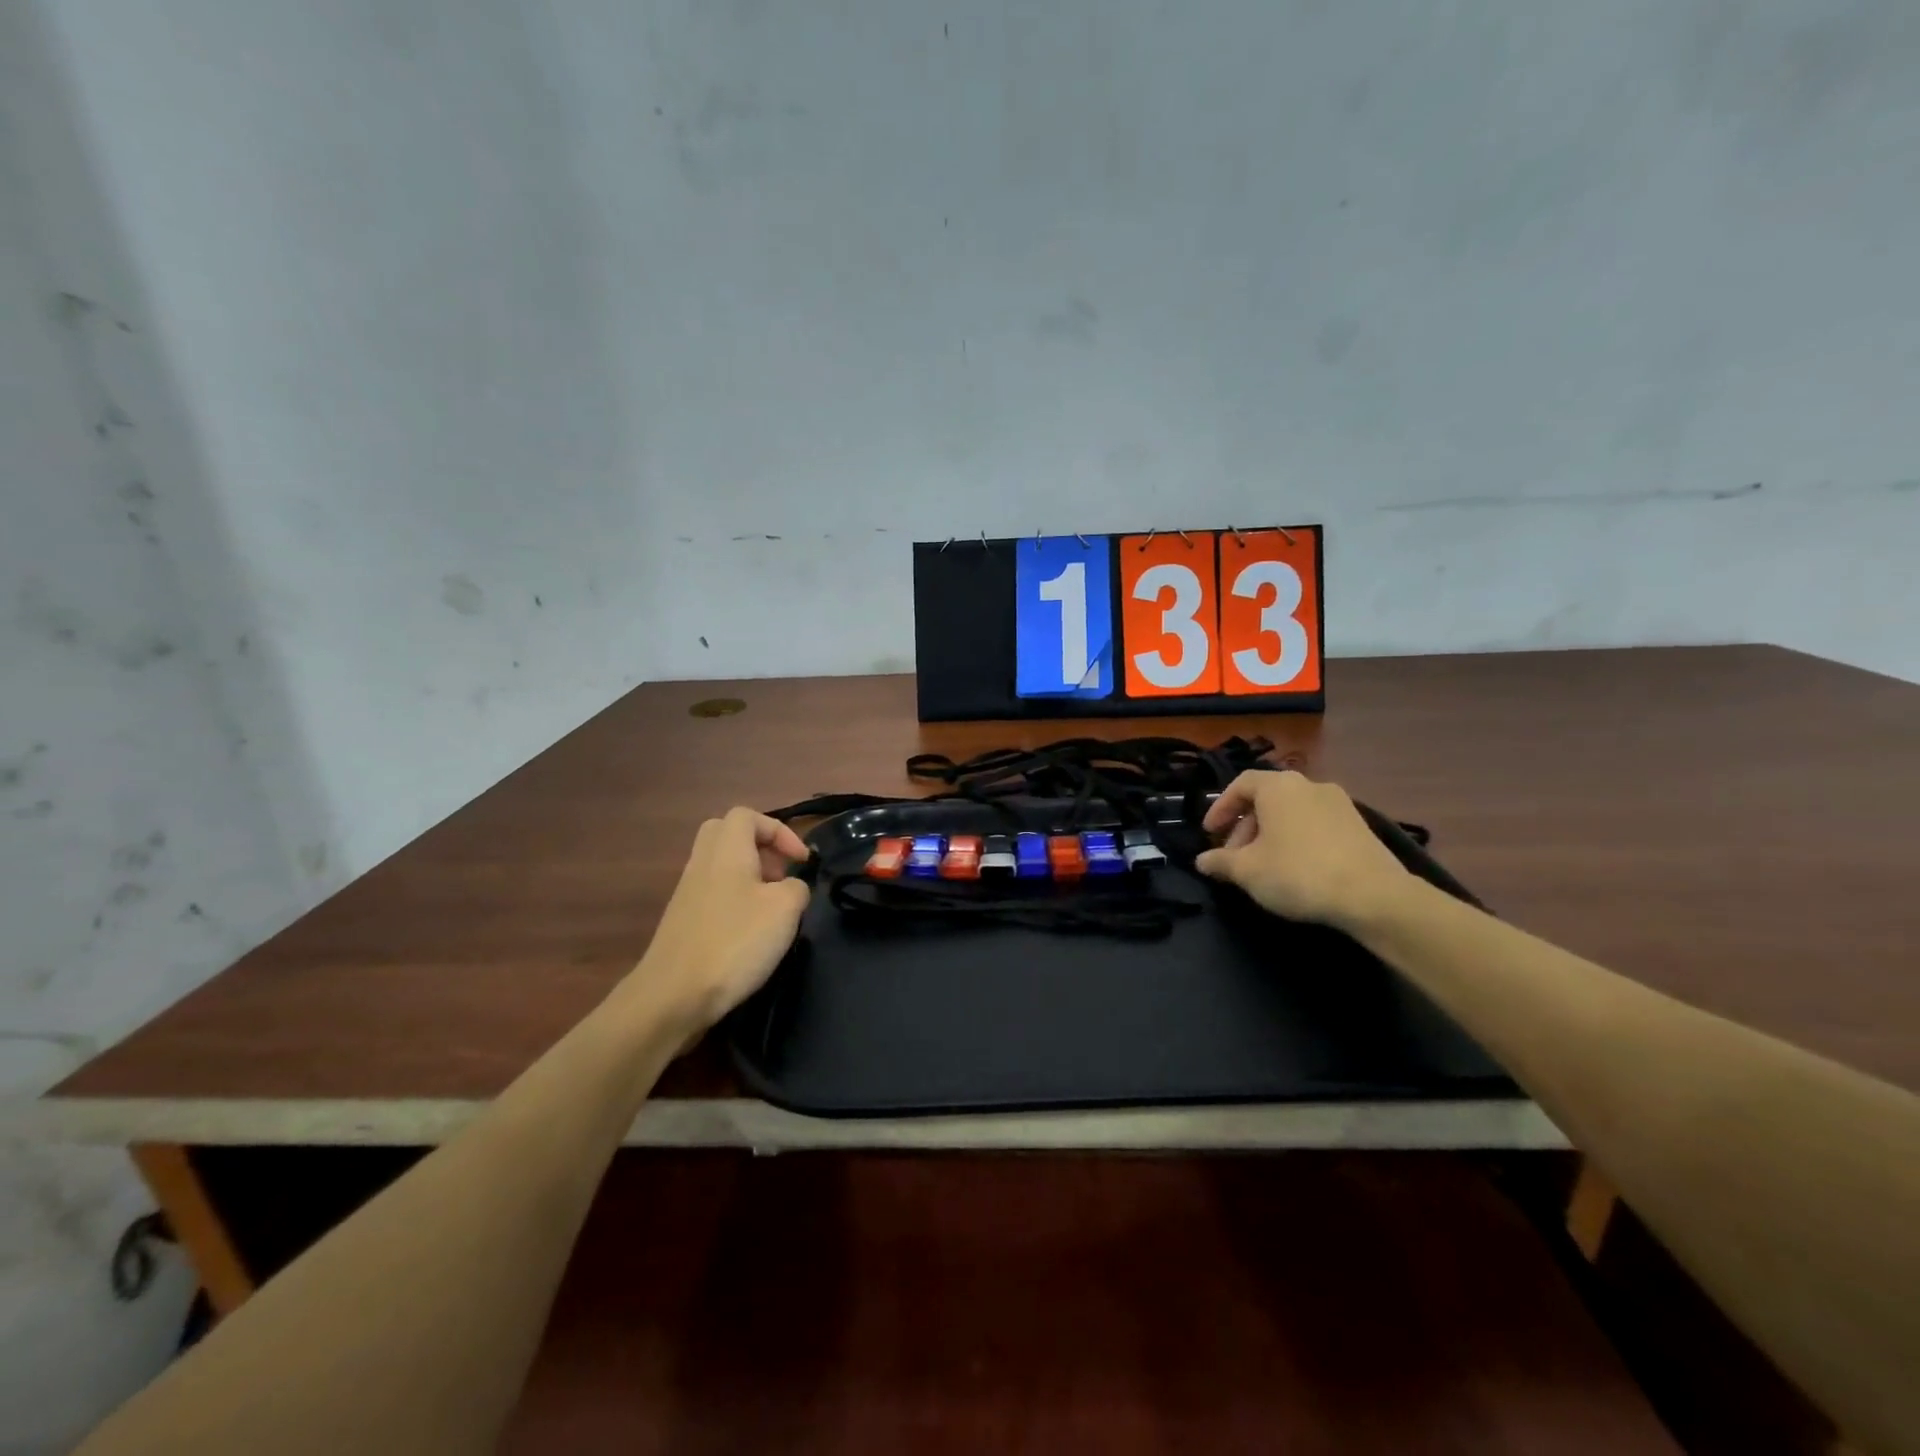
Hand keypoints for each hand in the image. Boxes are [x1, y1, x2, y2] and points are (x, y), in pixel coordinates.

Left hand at [624, 807, 811, 1038]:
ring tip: (772, 907)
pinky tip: (751, 932)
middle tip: (780, 874)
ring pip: (720, 864)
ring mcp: (687, 892)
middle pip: (728, 834)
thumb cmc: (735, 941)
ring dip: (750, 876)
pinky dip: (735, 899)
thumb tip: (790, 888)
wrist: (673, 995)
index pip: (748, 816)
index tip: (801, 861)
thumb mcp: (785, 909)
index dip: (780, 831)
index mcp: (726, 850)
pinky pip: (713, 891)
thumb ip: (796, 888)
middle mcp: (702, 862)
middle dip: (760, 847)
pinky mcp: (683, 920)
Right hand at [1196, 770, 1412, 932]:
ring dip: (1270, 834)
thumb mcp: (1247, 871)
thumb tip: (1202, 860)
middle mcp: (1309, 785)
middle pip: (1266, 799)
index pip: (1240, 784)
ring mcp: (1339, 803)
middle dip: (1245, 827)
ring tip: (1263, 866)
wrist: (1373, 896)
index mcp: (1278, 786)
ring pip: (1291, 813)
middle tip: (1234, 857)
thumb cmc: (1298, 873)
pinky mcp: (1359, 825)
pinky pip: (1315, 824)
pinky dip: (1297, 839)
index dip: (1220, 807)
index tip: (1210, 833)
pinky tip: (1295, 869)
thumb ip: (1220, 861)